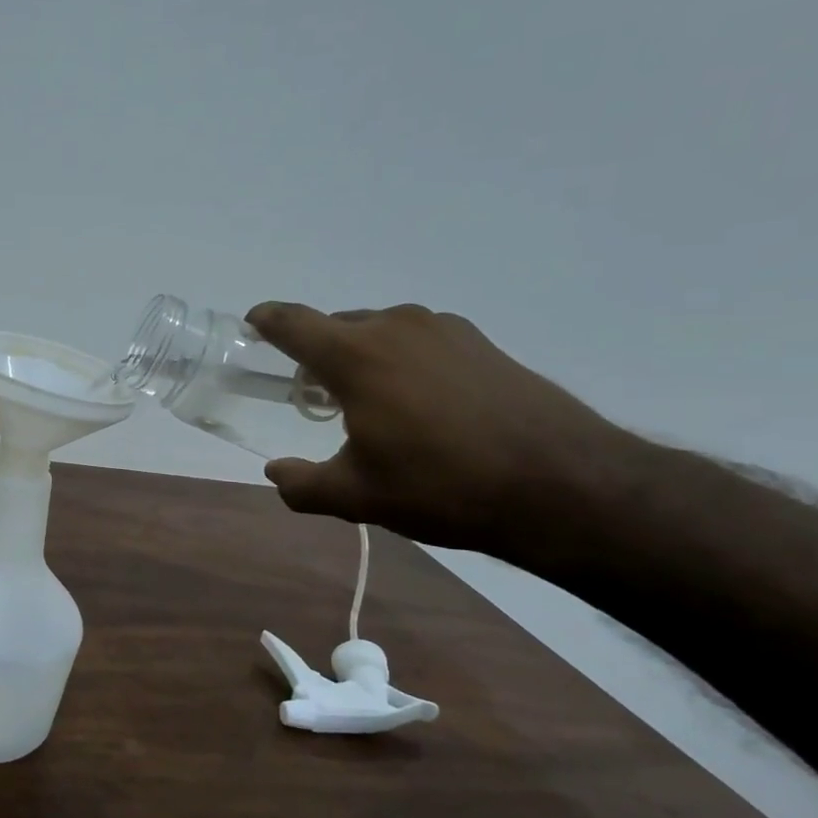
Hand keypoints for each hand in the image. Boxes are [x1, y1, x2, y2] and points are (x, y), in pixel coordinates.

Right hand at [245, 301, 631, 552]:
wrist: (564, 486)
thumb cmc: (442, 486)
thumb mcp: (357, 496)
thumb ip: (302, 485)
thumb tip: (275, 473)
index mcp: (355, 356)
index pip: (293, 322)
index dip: (267, 320)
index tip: (253, 324)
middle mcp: (396, 327)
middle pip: (337, 325)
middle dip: (316, 351)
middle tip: (314, 393)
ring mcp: (444, 330)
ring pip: (381, 331)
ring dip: (363, 355)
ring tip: (370, 402)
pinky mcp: (482, 343)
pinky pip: (420, 340)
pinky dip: (404, 361)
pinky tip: (422, 404)